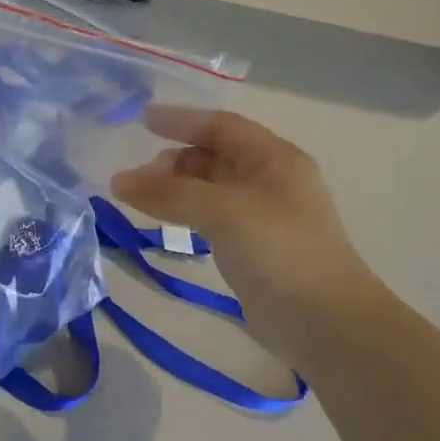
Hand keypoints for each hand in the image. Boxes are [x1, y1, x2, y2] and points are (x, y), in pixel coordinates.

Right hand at [111, 105, 381, 359]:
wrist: (322, 319)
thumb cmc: (278, 250)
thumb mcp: (222, 210)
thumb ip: (169, 193)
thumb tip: (118, 180)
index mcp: (274, 159)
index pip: (222, 126)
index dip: (182, 120)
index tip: (142, 121)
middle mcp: (270, 180)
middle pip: (214, 156)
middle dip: (174, 160)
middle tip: (138, 178)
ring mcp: (262, 215)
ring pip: (210, 189)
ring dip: (176, 188)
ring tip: (143, 201)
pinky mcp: (252, 247)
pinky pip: (211, 217)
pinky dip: (184, 214)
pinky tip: (166, 225)